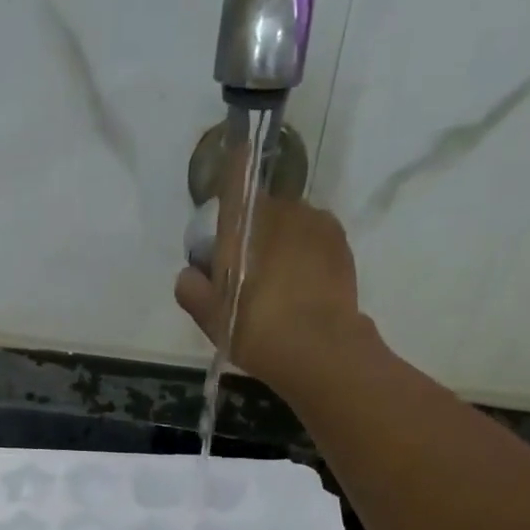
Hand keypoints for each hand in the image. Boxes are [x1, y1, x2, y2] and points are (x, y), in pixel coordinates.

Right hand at [173, 189, 373, 399]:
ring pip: (289, 224)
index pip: (235, 181)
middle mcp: (281, 209)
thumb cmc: (257, 330)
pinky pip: (313, 238)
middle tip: (246, 275)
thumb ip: (192, 291)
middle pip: (260, 211)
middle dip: (251, 233)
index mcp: (244, 222)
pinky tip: (301, 288)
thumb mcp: (212, 318)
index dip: (229, 179)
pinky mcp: (340, 242)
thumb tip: (189, 274)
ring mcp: (315, 222)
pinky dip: (304, 254)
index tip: (226, 201)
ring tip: (278, 285)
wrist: (320, 350)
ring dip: (280, 243)